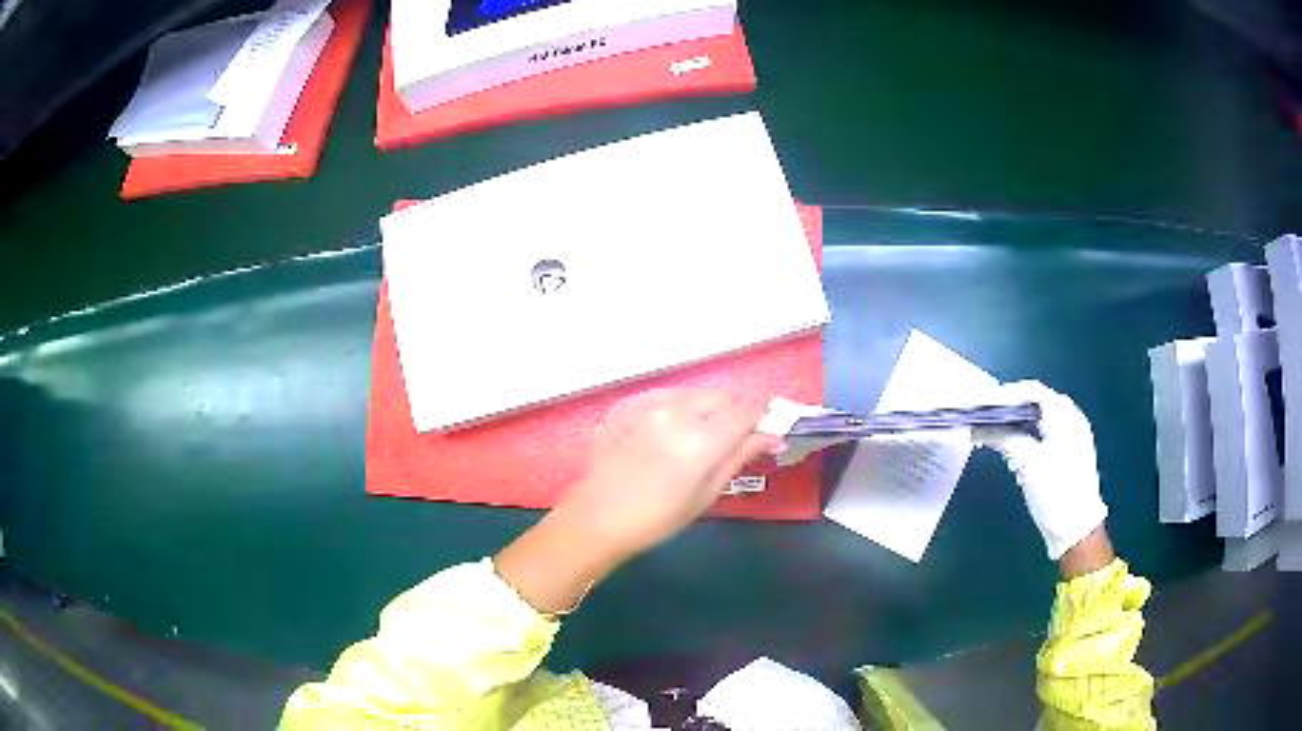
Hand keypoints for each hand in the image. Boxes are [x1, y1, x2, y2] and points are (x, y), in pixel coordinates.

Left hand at [555, 389, 780, 559]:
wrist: (596, 518)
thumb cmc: (657, 518)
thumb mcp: (706, 493)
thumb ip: (740, 456)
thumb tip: (773, 437)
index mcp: (701, 439)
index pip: (747, 410)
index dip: (761, 417)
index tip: (765, 429)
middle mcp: (677, 411)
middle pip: (722, 396)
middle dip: (734, 411)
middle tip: (732, 438)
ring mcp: (649, 404)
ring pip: (695, 393)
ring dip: (707, 408)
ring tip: (698, 438)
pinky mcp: (629, 404)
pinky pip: (667, 396)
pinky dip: (679, 408)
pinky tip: (670, 433)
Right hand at [973, 381, 1108, 561]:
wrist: (1077, 531)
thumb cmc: (1056, 494)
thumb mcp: (1029, 465)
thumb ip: (1006, 439)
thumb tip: (980, 427)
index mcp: (1065, 416)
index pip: (1032, 392)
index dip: (1005, 395)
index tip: (981, 405)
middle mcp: (1069, 419)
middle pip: (1034, 403)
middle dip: (1007, 409)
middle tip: (982, 418)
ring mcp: (1069, 437)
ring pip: (1036, 420)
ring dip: (1013, 424)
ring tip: (989, 433)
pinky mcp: (1065, 453)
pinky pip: (1041, 434)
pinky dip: (1023, 436)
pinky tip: (1008, 447)